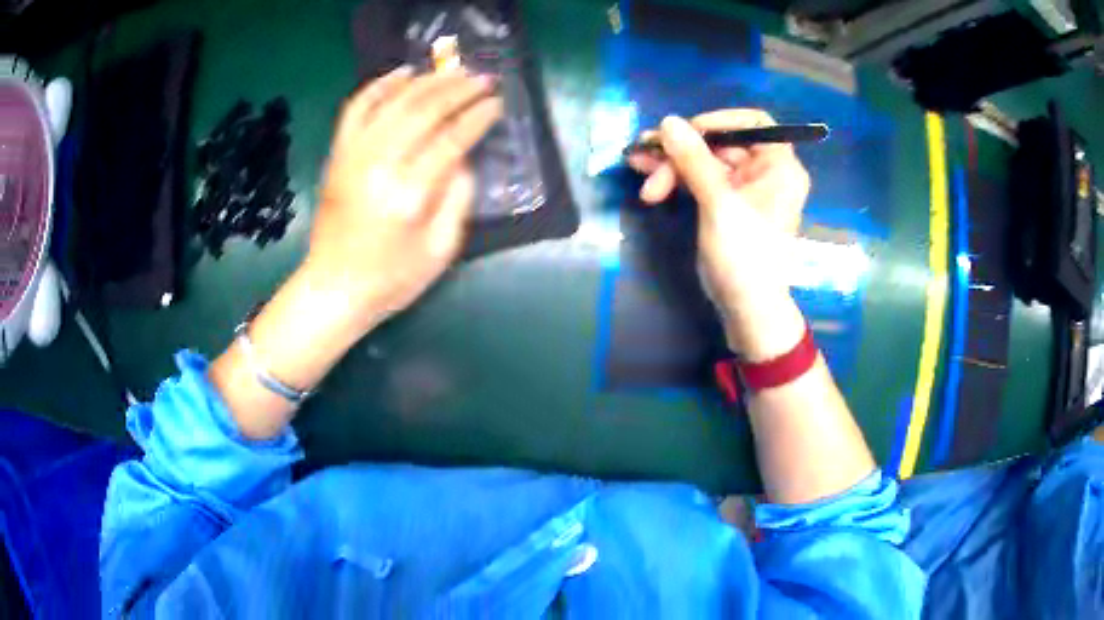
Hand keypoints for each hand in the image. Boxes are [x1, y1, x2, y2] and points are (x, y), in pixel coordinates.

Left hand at [310, 65, 502, 326]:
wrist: (333, 288)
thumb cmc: (392, 279)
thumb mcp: (441, 250)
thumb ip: (458, 198)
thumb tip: (463, 156)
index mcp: (409, 194)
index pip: (451, 139)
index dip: (478, 116)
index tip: (497, 103)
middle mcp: (379, 164)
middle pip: (424, 110)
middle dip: (459, 90)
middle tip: (483, 79)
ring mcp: (353, 154)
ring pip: (394, 100)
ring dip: (428, 81)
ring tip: (454, 72)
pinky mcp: (338, 154)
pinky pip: (357, 107)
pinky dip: (380, 85)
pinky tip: (403, 73)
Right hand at [627, 110, 810, 357]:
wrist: (746, 309)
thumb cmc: (744, 256)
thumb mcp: (719, 204)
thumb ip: (694, 160)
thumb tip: (668, 122)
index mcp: (779, 167)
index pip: (752, 123)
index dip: (718, 121)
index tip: (685, 131)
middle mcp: (764, 172)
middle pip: (720, 143)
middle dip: (681, 149)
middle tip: (645, 154)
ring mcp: (743, 189)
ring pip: (704, 161)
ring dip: (670, 163)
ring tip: (635, 164)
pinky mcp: (725, 205)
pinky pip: (699, 180)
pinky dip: (675, 177)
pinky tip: (647, 177)